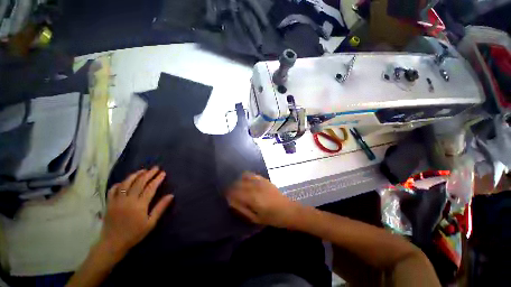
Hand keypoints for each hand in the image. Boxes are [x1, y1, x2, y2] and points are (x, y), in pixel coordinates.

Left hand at [101, 167, 173, 256]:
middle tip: (156, 168)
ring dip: (135, 175)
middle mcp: (128, 200)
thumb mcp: (151, 223)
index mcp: (139, 205)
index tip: (163, 173)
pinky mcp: (109, 203)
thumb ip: (160, 208)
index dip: (157, 179)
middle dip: (149, 174)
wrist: (113, 243)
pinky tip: (124, 181)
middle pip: (139, 182)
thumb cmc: (134, 234)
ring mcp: (117, 200)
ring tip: (143, 170)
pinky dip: (119, 183)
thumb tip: (171, 195)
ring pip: (126, 183)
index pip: (150, 187)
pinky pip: (113, 189)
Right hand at [226, 172, 301, 228]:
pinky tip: (245, 180)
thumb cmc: (272, 218)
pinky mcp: (265, 180)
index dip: (228, 193)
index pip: (235, 192)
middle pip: (238, 183)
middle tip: (229, 192)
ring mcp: (260, 182)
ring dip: (238, 181)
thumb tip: (231, 202)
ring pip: (244, 177)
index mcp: (252, 198)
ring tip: (236, 187)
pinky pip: (252, 175)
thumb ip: (242, 209)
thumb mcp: (256, 218)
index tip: (224, 195)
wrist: (288, 210)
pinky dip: (246, 176)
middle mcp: (255, 187)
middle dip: (232, 187)